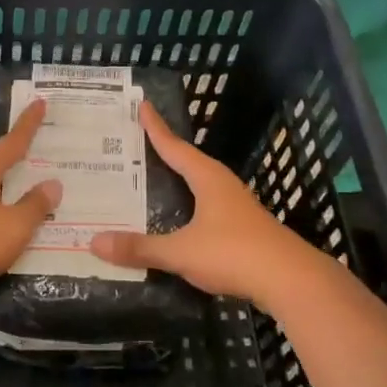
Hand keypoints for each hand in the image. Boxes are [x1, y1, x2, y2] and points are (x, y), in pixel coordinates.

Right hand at [89, 101, 324, 311]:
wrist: (291, 281)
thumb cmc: (234, 253)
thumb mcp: (181, 252)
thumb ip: (140, 248)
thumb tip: (94, 241)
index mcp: (208, 178)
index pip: (175, 147)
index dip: (156, 128)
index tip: (142, 106)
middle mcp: (223, 185)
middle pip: (188, 162)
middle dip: (165, 152)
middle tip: (137, 142)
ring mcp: (237, 207)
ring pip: (200, 185)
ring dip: (178, 180)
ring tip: (153, 178)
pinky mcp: (244, 229)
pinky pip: (207, 207)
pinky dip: (188, 205)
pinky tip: (179, 219)